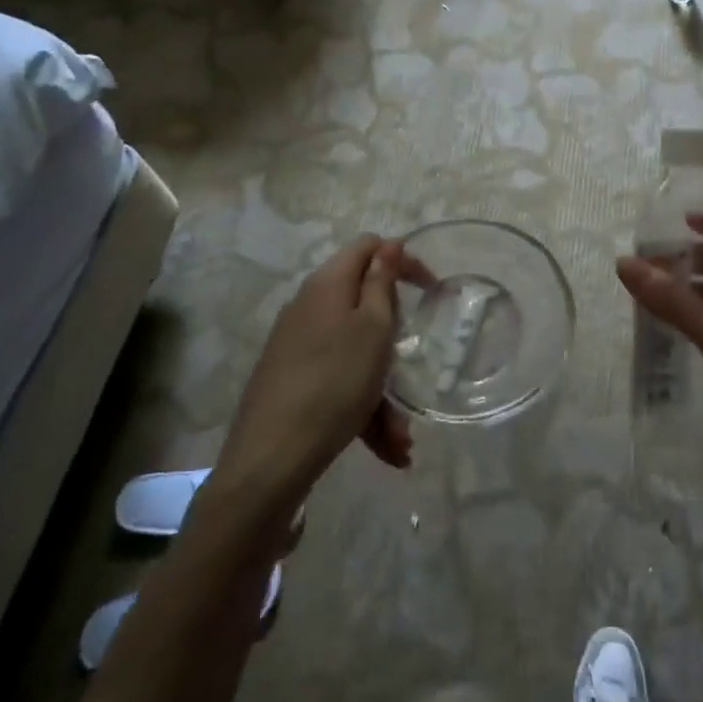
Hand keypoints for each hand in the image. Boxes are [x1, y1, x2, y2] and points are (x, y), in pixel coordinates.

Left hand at [213, 235, 426, 510]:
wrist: (271, 457)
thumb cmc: (335, 382)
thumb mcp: (373, 328)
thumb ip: (382, 282)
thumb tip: (389, 244)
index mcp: (328, 284)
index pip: (369, 247)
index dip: (403, 260)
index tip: (431, 290)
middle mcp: (309, 305)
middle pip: (364, 303)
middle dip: (394, 337)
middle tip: (410, 362)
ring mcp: (297, 343)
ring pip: (355, 352)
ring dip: (383, 388)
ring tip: (401, 438)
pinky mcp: (291, 377)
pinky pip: (338, 380)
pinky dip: (363, 407)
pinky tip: (385, 448)